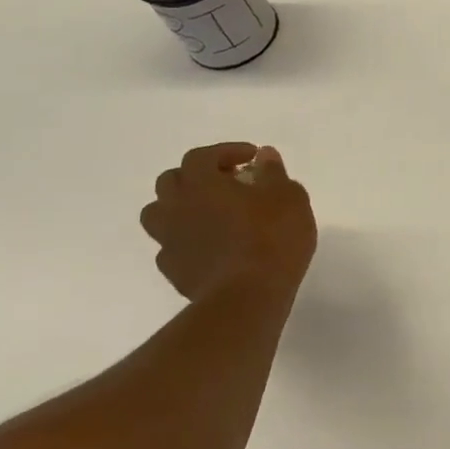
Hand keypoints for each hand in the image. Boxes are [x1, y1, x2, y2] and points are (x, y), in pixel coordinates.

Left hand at [139, 143, 316, 312]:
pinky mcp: (174, 271)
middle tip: (229, 182)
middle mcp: (177, 207)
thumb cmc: (272, 237)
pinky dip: (187, 240)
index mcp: (201, 183)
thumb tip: (264, 156)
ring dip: (182, 207)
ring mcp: (170, 241)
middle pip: (171, 181)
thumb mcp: (288, 196)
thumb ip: (273, 172)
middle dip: (198, 176)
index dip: (225, 151)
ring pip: (160, 214)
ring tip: (211, 213)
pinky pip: (171, 246)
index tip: (252, 158)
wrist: (248, 297)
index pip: (201, 156)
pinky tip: (210, 246)